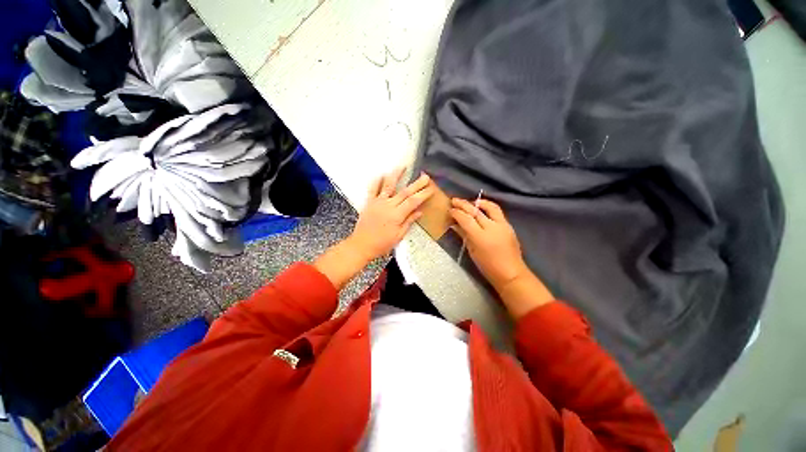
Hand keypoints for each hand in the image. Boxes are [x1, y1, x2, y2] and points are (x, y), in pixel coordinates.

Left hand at [348, 168, 434, 261]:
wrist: (361, 245)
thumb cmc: (382, 244)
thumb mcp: (398, 236)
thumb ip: (409, 222)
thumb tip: (419, 211)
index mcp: (397, 215)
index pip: (413, 201)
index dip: (423, 194)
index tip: (431, 189)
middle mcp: (388, 205)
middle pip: (405, 192)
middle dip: (417, 184)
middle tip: (425, 177)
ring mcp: (377, 202)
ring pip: (388, 186)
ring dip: (397, 175)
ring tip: (403, 167)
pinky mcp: (369, 202)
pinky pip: (373, 189)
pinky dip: (377, 181)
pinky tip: (382, 174)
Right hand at [450, 198, 528, 291]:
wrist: (510, 273)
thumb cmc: (487, 266)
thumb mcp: (472, 251)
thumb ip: (464, 235)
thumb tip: (455, 225)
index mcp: (480, 237)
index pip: (466, 219)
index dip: (456, 213)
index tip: (450, 210)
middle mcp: (491, 227)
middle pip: (475, 211)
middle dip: (463, 204)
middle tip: (454, 200)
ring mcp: (502, 225)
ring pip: (489, 207)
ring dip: (478, 202)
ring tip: (470, 202)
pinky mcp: (508, 225)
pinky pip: (497, 211)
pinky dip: (487, 207)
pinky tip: (481, 208)